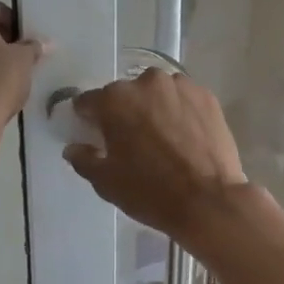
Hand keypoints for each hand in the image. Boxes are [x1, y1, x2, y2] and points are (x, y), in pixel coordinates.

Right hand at [63, 68, 250, 240]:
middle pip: (125, 95)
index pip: (89, 102)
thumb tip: (74, 148)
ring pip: (157, 94)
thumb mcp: (106, 182)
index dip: (87, 119)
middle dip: (124, 113)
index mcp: (115, 100)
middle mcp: (146, 82)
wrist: (209, 200)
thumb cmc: (150, 192)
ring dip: (154, 109)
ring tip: (162, 139)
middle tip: (131, 142)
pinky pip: (183, 100)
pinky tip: (185, 137)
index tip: (93, 135)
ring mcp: (181, 86)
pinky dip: (180, 112)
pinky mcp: (207, 97)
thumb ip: (83, 159)